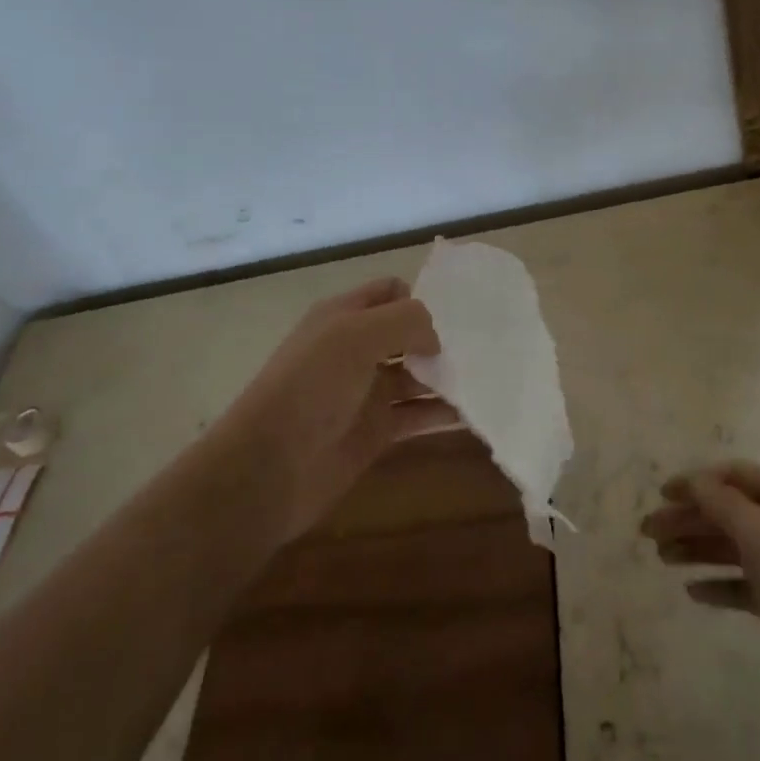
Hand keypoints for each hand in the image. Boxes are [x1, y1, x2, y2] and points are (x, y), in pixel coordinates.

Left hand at [216, 277, 459, 542]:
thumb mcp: (355, 336)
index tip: (456, 314)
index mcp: (343, 316)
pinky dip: (443, 413)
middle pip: (408, 334)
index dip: (420, 297)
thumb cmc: (310, 388)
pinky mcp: (376, 432)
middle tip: (484, 348)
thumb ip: (404, 322)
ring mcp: (366, 392)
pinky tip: (475, 413)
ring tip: (490, 378)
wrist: (269, 468)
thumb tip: (435, 339)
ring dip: (447, 376)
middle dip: (441, 338)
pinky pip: (418, 415)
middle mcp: (356, 349)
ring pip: (417, 376)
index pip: (390, 292)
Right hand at [642, 461, 759, 749]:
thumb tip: (695, 480)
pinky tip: (694, 593)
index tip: (661, 494)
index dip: (698, 481)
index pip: (738, 477)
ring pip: (736, 547)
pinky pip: (747, 584)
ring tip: (662, 560)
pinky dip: (719, 583)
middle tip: (648, 533)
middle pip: (732, 512)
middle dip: (689, 518)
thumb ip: (725, 505)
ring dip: (697, 548)